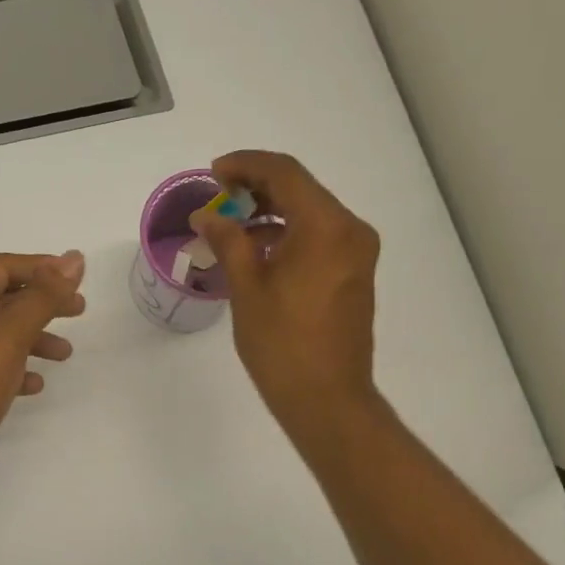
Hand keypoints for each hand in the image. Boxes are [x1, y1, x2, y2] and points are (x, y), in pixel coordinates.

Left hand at [0, 250, 86, 504]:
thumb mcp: (10, 334)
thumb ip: (44, 296)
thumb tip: (74, 258)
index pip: (3, 267)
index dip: (43, 268)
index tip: (78, 278)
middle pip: (2, 298)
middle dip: (42, 303)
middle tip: (78, 310)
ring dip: (33, 338)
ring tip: (65, 355)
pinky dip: (15, 368)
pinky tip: (34, 385)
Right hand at [192, 151, 380, 435]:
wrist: (327, 399)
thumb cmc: (282, 345)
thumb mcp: (246, 288)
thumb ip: (228, 241)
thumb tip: (208, 215)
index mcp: (325, 227)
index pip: (285, 173)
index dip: (245, 165)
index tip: (213, 173)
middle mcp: (350, 230)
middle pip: (301, 189)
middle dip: (257, 188)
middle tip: (218, 198)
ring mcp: (357, 253)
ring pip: (310, 213)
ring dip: (271, 213)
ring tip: (230, 226)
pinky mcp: (355, 273)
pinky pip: (319, 237)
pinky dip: (289, 234)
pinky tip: (257, 250)